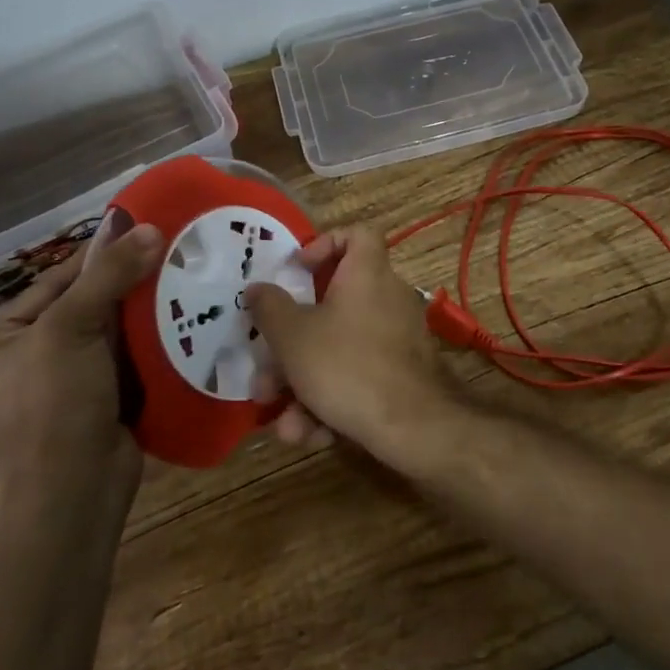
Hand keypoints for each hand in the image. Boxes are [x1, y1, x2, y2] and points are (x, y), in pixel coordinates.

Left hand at [0, 213, 163, 494]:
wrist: (72, 492)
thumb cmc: (53, 404)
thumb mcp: (71, 329)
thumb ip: (109, 276)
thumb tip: (151, 227)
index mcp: (3, 336)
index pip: (57, 279)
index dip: (101, 253)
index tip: (146, 227)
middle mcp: (33, 355)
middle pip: (90, 302)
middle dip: (131, 281)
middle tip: (177, 250)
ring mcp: (71, 380)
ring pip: (116, 330)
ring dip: (149, 309)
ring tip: (192, 278)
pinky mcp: (105, 399)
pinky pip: (133, 357)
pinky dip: (157, 340)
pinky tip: (191, 319)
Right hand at [244, 224, 468, 469]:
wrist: (412, 426)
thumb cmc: (346, 365)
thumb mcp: (293, 336)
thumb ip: (269, 308)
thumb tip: (257, 288)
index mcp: (366, 274)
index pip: (358, 234)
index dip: (325, 243)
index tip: (297, 269)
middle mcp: (387, 298)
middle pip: (333, 307)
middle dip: (293, 347)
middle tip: (267, 374)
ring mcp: (398, 338)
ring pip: (340, 350)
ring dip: (305, 385)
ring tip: (284, 423)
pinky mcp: (402, 373)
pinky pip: (359, 376)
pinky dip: (333, 401)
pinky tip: (311, 434)